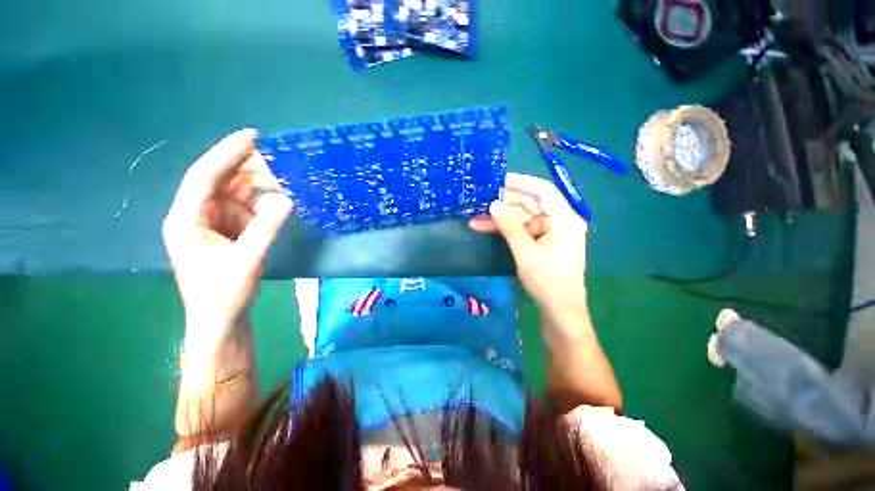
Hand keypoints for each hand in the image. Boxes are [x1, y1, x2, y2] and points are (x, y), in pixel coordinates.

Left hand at [162, 129, 292, 341]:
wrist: (221, 320)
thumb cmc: (224, 294)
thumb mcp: (246, 260)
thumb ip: (265, 228)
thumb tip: (287, 200)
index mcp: (187, 219)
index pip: (205, 176)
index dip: (227, 153)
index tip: (252, 136)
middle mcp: (197, 215)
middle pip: (221, 180)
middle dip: (249, 169)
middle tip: (281, 164)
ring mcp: (215, 223)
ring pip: (236, 194)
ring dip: (260, 187)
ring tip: (287, 183)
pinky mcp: (230, 232)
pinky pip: (247, 209)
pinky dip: (264, 203)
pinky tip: (281, 201)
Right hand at [469, 173, 587, 315]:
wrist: (558, 311)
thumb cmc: (548, 281)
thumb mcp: (526, 252)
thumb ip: (510, 226)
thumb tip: (493, 204)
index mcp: (564, 219)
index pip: (543, 191)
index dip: (521, 182)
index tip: (498, 179)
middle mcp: (558, 221)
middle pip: (530, 203)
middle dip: (505, 202)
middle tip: (481, 198)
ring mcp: (548, 232)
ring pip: (522, 217)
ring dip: (500, 217)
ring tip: (475, 215)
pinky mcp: (539, 242)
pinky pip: (520, 229)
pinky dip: (504, 229)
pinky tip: (484, 226)